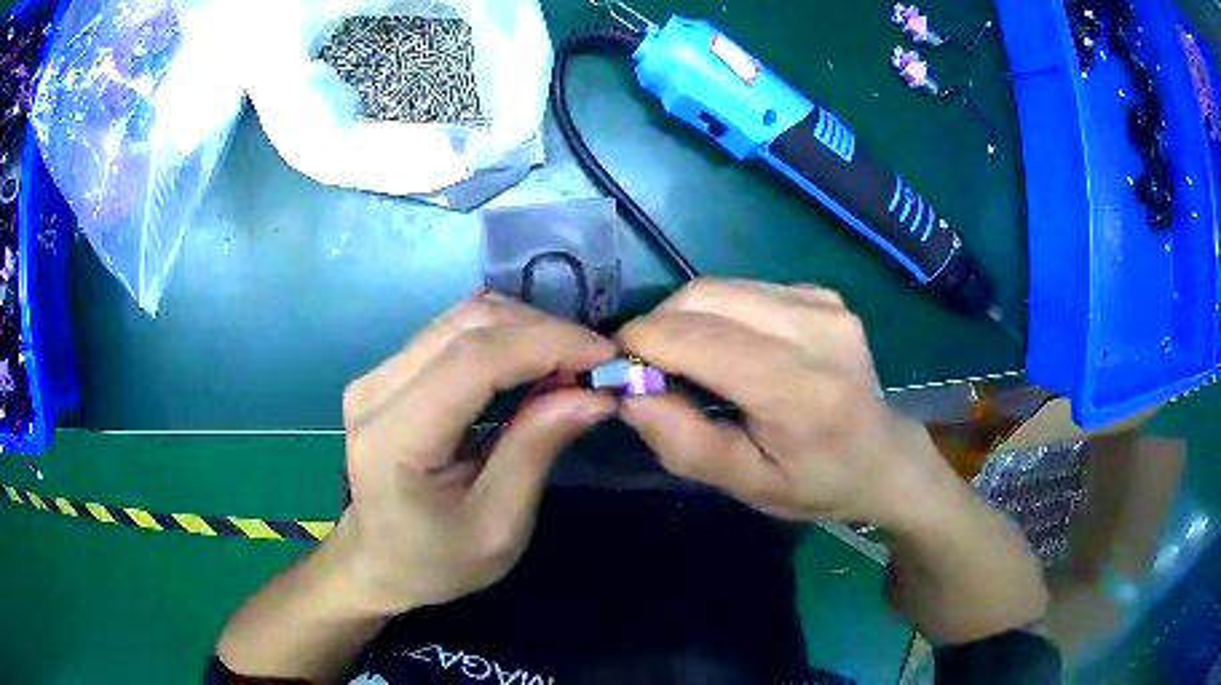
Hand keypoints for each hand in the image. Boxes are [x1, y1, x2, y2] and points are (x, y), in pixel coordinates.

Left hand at [333, 293, 616, 613]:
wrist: (381, 563)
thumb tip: (595, 393)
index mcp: (394, 438)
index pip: (473, 360)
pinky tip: (532, 362)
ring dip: (524, 328)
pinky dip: (503, 337)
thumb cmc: (439, 560)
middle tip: (593, 362)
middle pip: (468, 325)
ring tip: (569, 362)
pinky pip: (452, 332)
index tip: (604, 353)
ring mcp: (376, 375)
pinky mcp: (387, 372)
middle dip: (542, 330)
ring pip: (462, 318)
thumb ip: (538, 449)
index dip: (545, 344)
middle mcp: (374, 391)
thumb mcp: (500, 525)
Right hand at [618, 279, 954, 526]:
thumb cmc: (815, 483)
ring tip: (686, 360)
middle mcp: (816, 328)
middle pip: (704, 297)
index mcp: (800, 389)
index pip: (698, 339)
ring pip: (720, 287)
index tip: (619, 369)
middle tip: (648, 368)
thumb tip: (628, 392)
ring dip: (685, 317)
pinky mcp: (822, 292)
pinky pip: (745, 288)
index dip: (643, 344)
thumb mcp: (745, 484)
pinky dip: (718, 313)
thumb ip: (682, 441)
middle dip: (658, 325)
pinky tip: (727, 346)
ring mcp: (823, 303)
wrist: (882, 456)